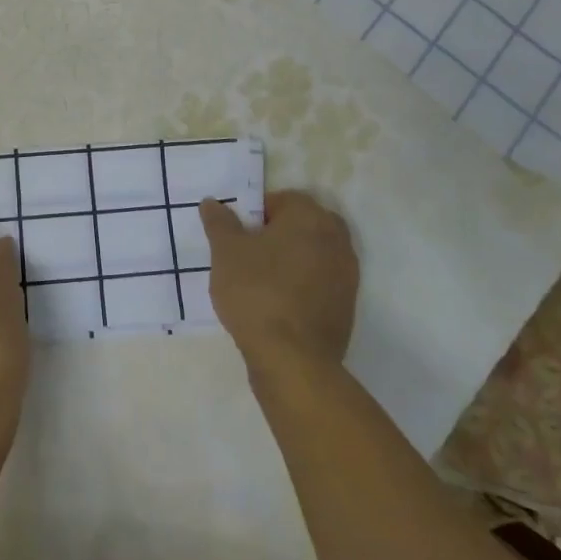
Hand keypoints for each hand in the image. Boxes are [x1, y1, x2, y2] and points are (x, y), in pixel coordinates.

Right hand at [200, 191, 358, 380]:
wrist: (293, 360)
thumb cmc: (257, 292)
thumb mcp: (225, 252)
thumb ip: (219, 222)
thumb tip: (212, 202)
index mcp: (310, 216)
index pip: (282, 200)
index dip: (257, 214)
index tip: (239, 236)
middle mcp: (336, 239)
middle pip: (303, 225)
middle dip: (279, 234)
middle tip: (250, 255)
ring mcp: (347, 274)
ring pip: (314, 254)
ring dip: (292, 260)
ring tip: (262, 281)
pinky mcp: (347, 306)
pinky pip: (321, 283)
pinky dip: (303, 286)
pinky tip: (278, 305)